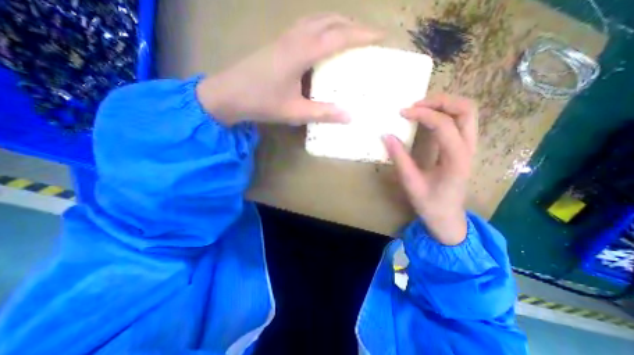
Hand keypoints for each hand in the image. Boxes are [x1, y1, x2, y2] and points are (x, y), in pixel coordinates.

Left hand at [197, 14, 380, 125]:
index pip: (338, 37)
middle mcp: (295, 38)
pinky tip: (324, 40)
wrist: (229, 94)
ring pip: (317, 20)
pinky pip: (306, 27)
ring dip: (337, 23)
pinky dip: (322, 28)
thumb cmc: (262, 102)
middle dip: (352, 24)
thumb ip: (322, 113)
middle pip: (329, 20)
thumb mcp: (295, 112)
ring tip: (351, 35)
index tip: (381, 37)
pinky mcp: (279, 43)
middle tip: (368, 37)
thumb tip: (349, 116)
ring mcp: (285, 38)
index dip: (361, 36)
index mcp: (301, 53)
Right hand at [381, 94, 475, 245]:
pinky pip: (461, 121)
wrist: (448, 217)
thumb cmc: (429, 203)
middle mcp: (469, 149)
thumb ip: (399, 158)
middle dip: (440, 101)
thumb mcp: (410, 183)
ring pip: (467, 112)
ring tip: (420, 108)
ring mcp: (470, 147)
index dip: (422, 114)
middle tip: (415, 105)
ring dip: (444, 105)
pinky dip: (445, 113)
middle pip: (466, 110)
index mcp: (456, 159)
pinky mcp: (464, 148)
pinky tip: (428, 118)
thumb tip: (386, 136)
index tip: (402, 113)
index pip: (444, 125)